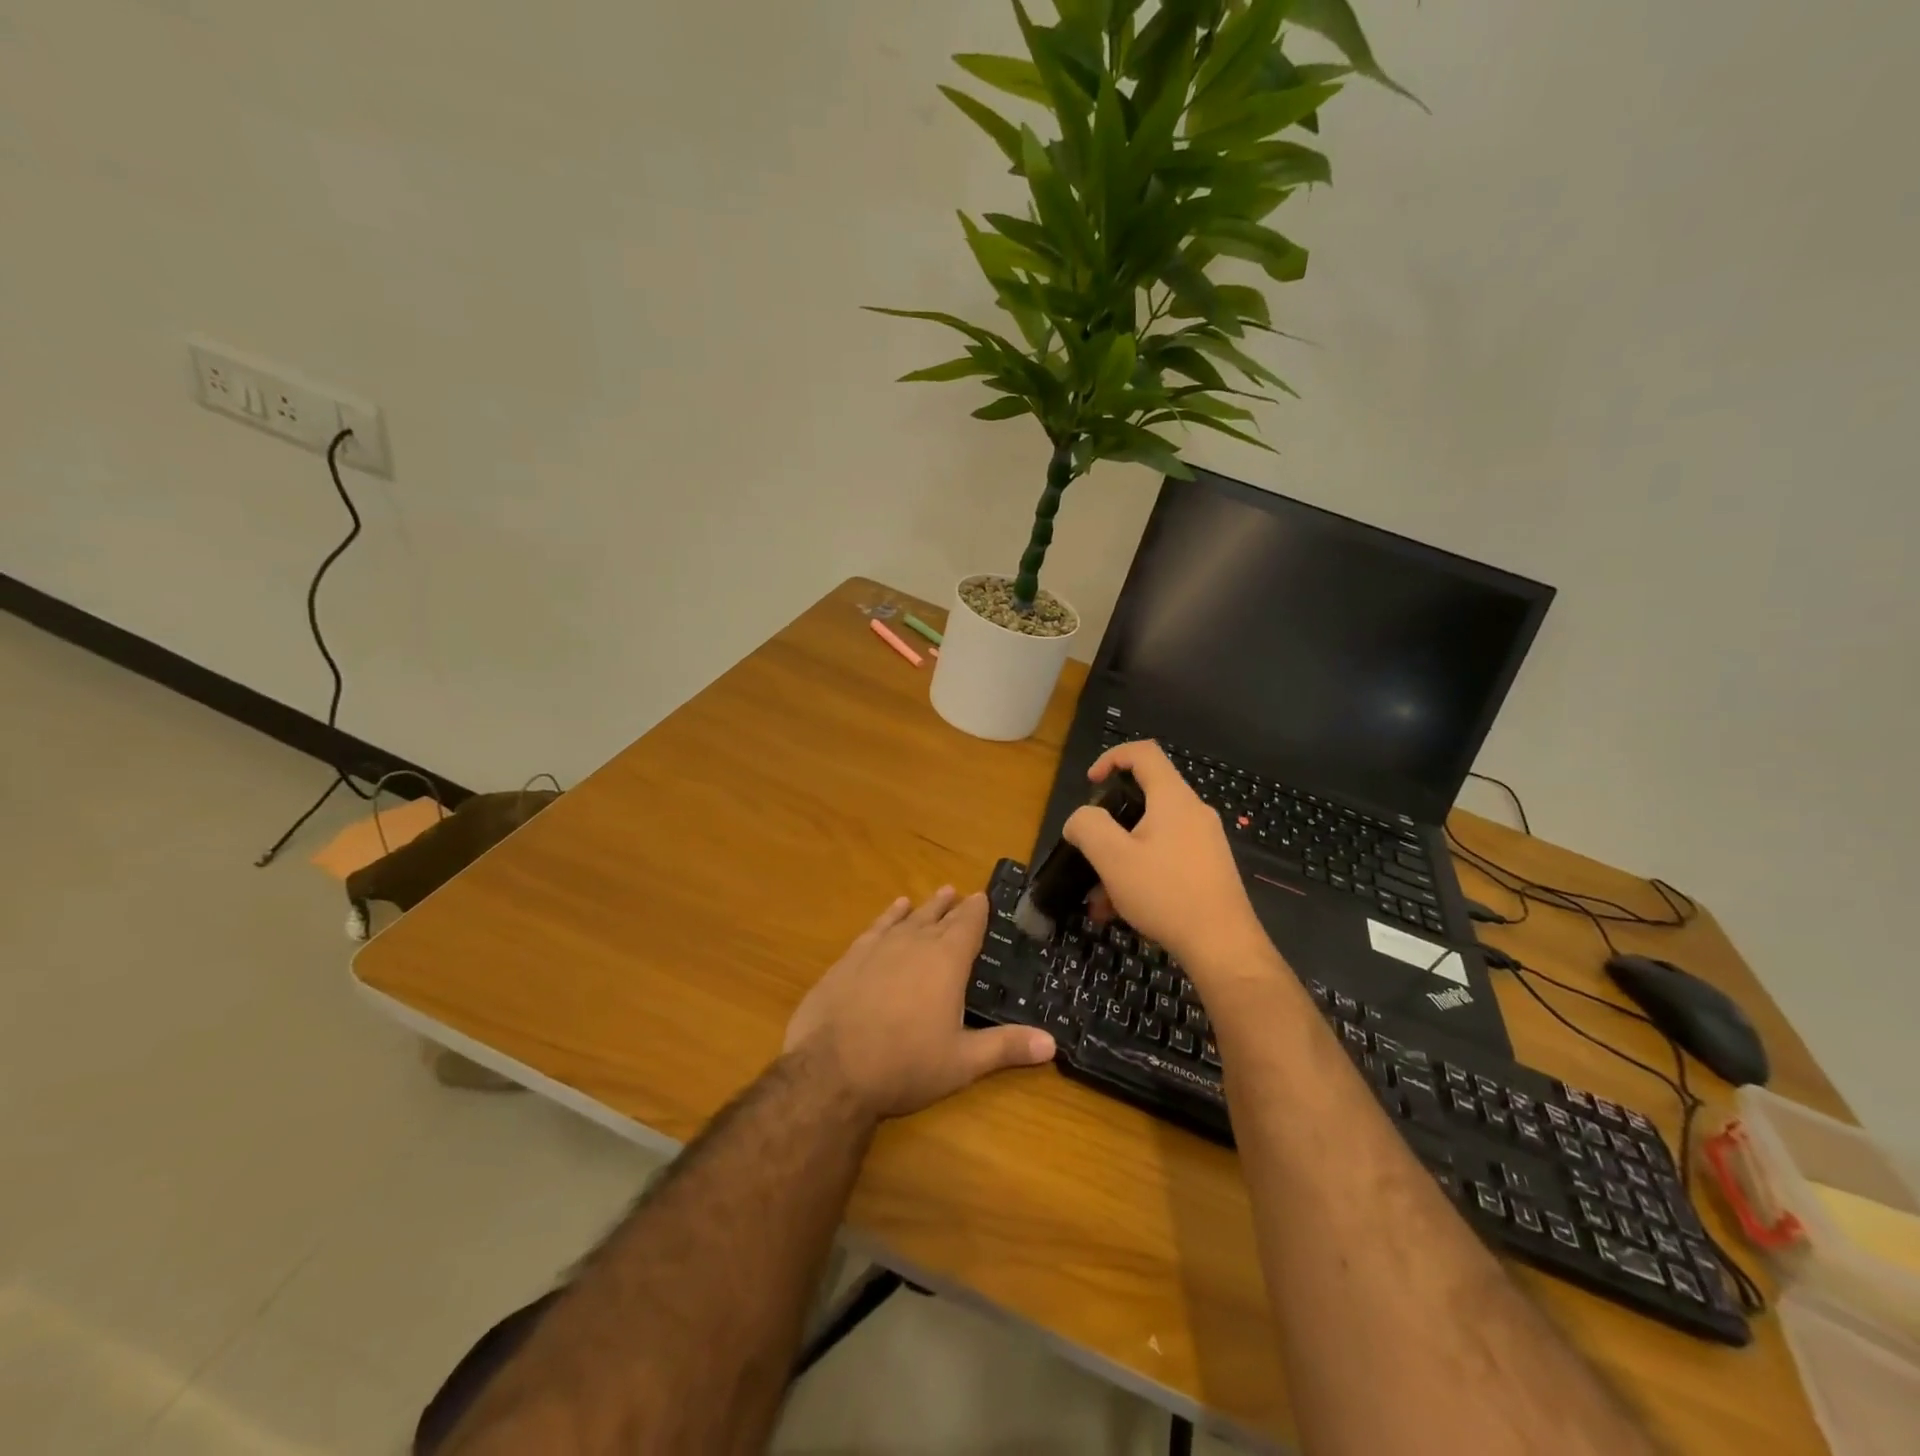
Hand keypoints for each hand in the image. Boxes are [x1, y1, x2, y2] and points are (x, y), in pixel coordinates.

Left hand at [784, 887, 1055, 1120]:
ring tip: (936, 894)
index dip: (978, 911)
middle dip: (952, 906)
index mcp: (946, 961)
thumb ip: (1006, 1047)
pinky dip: (889, 916)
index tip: (983, 897)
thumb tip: (1052, 1043)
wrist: (830, 1070)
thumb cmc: (905, 1065)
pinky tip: (894, 910)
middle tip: (961, 893)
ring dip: (924, 907)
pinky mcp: (850, 958)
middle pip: (938, 917)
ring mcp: (879, 947)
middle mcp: (914, 943)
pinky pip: (876, 927)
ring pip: (908, 918)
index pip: (968, 926)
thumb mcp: (962, 1062)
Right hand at [1063, 741, 1274, 985]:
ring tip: (1098, 896)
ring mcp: (1205, 842)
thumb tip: (1080, 819)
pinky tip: (1119, 911)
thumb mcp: (1113, 857)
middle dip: (1110, 824)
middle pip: (1145, 798)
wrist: (1223, 946)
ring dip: (1120, 858)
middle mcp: (1194, 812)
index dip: (1112, 757)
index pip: (1143, 753)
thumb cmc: (1165, 893)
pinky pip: (1165, 858)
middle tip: (1090, 848)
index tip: (1090, 782)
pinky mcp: (1209, 870)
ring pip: (1151, 836)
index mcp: (1173, 798)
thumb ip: (1088, 826)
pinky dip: (1139, 874)